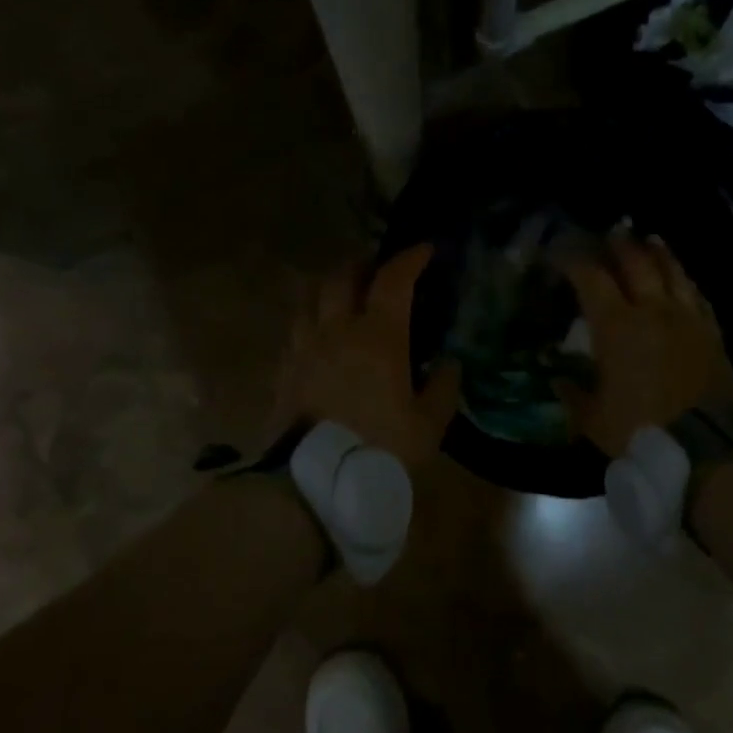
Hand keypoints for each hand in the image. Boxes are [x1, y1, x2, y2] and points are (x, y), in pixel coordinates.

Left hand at [274, 244, 461, 467]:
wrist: (315, 481)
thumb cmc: (380, 449)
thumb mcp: (428, 425)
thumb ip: (443, 387)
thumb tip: (448, 362)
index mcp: (378, 336)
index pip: (393, 279)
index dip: (410, 258)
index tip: (425, 251)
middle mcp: (337, 330)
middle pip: (342, 276)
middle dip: (363, 263)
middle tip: (378, 270)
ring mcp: (304, 346)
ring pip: (311, 296)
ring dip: (331, 285)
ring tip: (344, 294)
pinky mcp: (284, 368)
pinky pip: (296, 327)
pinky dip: (311, 318)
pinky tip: (319, 333)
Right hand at [559, 232, 728, 456]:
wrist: (703, 448)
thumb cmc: (637, 430)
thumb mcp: (592, 418)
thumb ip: (573, 395)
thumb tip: (558, 381)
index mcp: (616, 326)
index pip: (592, 278)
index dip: (574, 261)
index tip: (561, 253)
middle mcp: (653, 311)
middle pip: (637, 263)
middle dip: (620, 245)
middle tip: (612, 232)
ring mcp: (687, 319)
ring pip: (673, 273)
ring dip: (659, 253)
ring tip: (650, 240)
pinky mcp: (712, 334)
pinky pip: (698, 297)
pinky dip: (686, 282)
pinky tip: (683, 280)